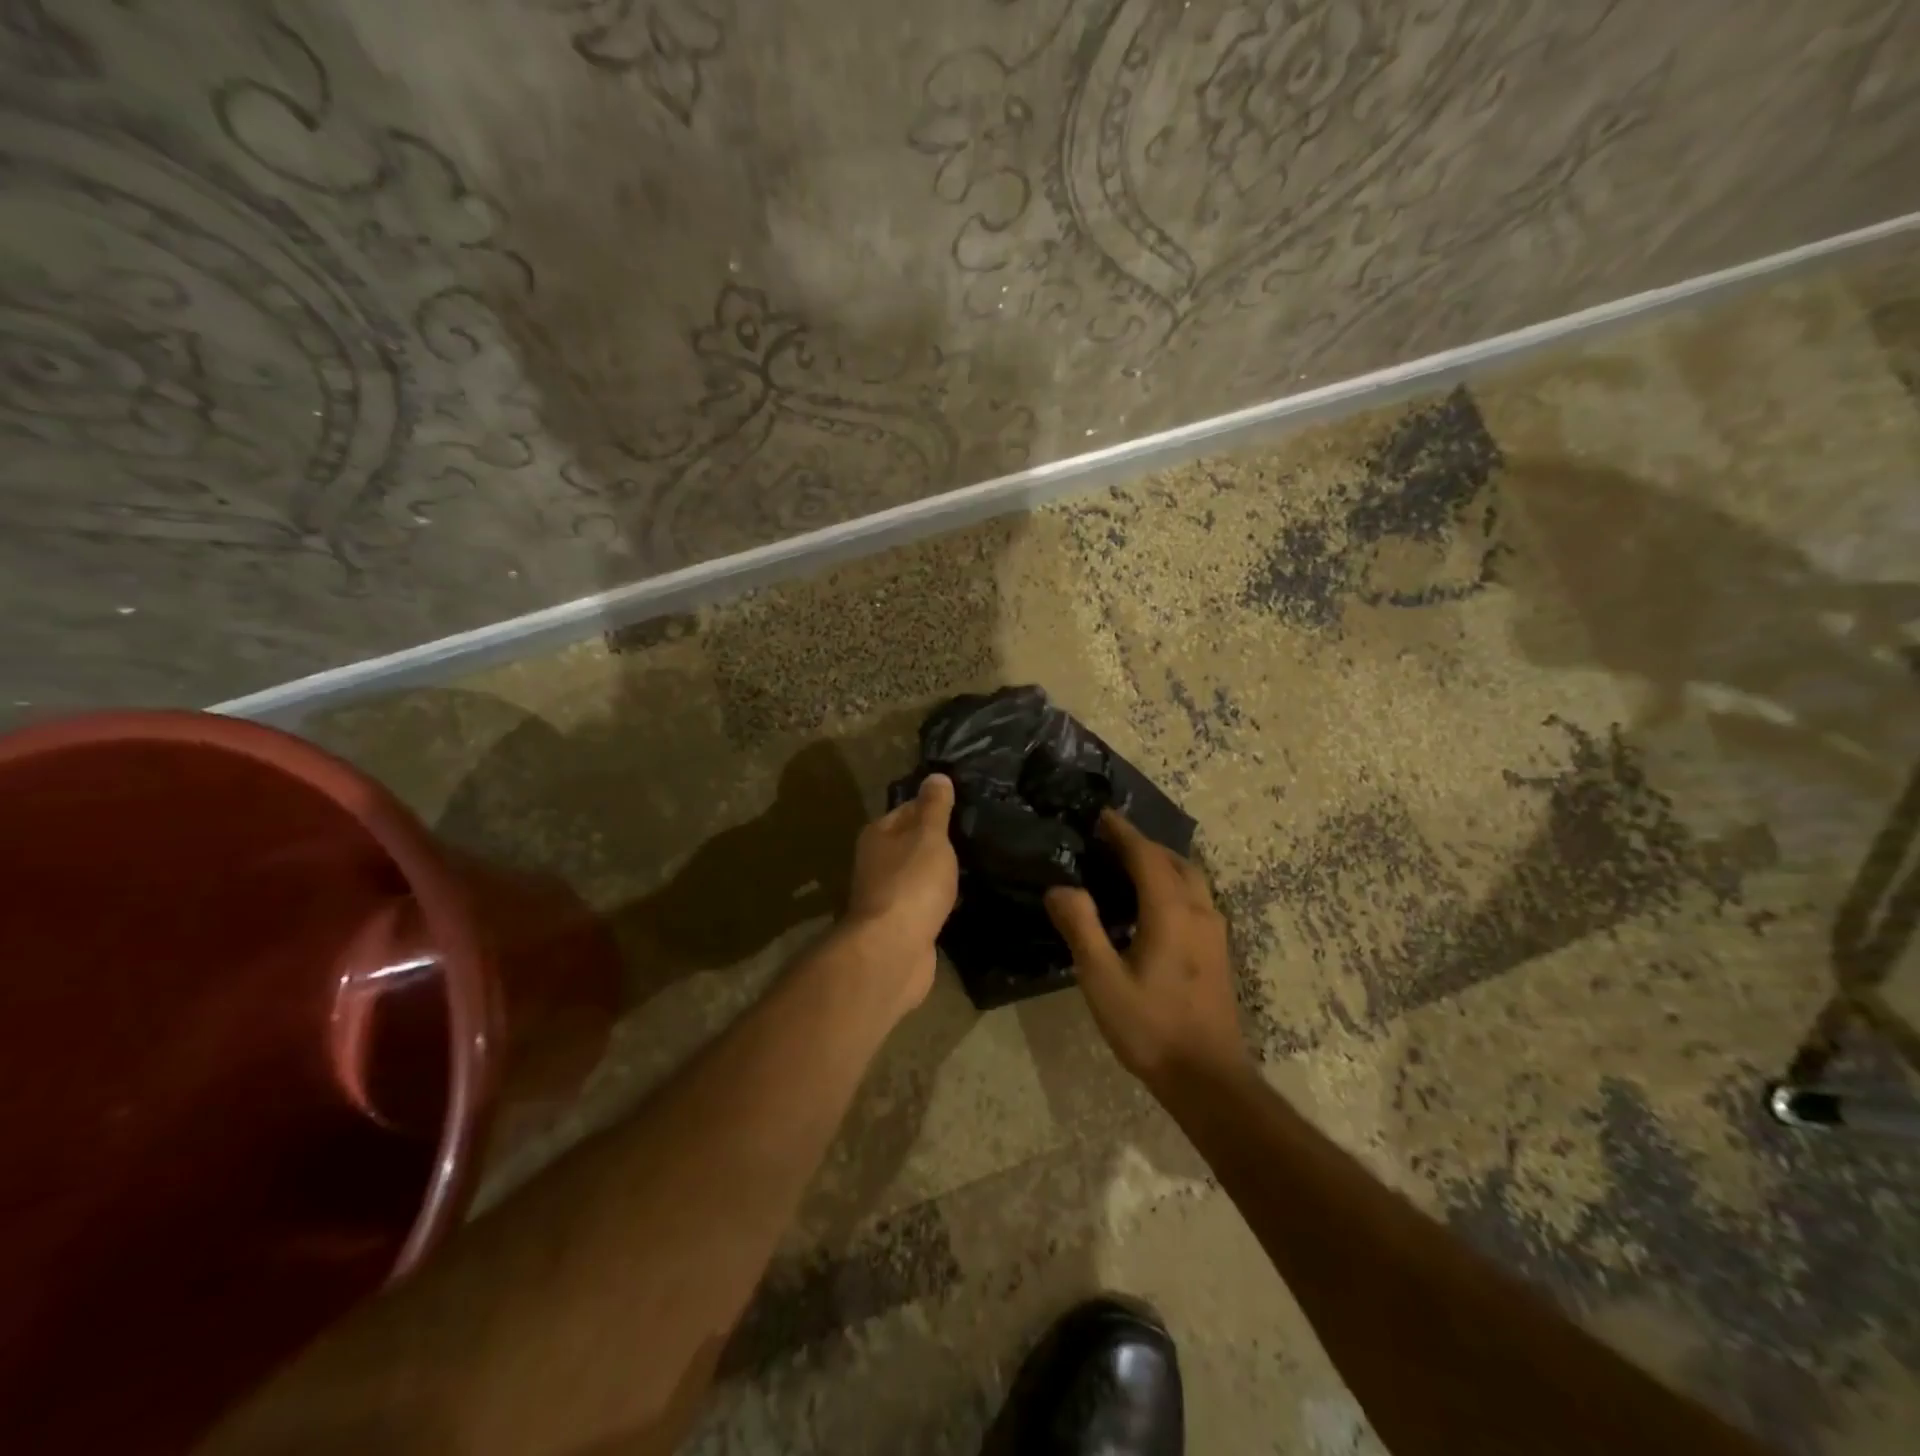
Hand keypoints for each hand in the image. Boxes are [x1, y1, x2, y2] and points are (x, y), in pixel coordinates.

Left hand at [838, 773, 958, 1012]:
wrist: (894, 950)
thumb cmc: (911, 883)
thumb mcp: (929, 836)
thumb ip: (935, 807)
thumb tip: (936, 776)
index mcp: (878, 835)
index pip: (908, 809)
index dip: (934, 806)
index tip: (964, 805)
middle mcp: (877, 863)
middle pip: (912, 843)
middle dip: (938, 841)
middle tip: (977, 835)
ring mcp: (888, 896)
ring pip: (918, 875)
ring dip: (940, 873)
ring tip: (975, 864)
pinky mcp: (902, 926)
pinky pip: (925, 903)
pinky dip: (940, 900)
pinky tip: (962, 899)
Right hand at [1045, 810, 1249, 1087]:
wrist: (1207, 1078)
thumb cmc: (1150, 1028)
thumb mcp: (1102, 980)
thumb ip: (1081, 928)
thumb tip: (1060, 888)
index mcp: (1171, 912)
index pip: (1146, 855)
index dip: (1123, 832)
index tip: (1101, 816)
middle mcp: (1199, 911)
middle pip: (1174, 861)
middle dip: (1143, 845)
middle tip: (1108, 843)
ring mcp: (1214, 931)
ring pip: (1191, 879)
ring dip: (1161, 863)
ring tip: (1127, 868)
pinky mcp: (1218, 951)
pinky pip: (1196, 898)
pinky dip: (1173, 884)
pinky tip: (1151, 907)